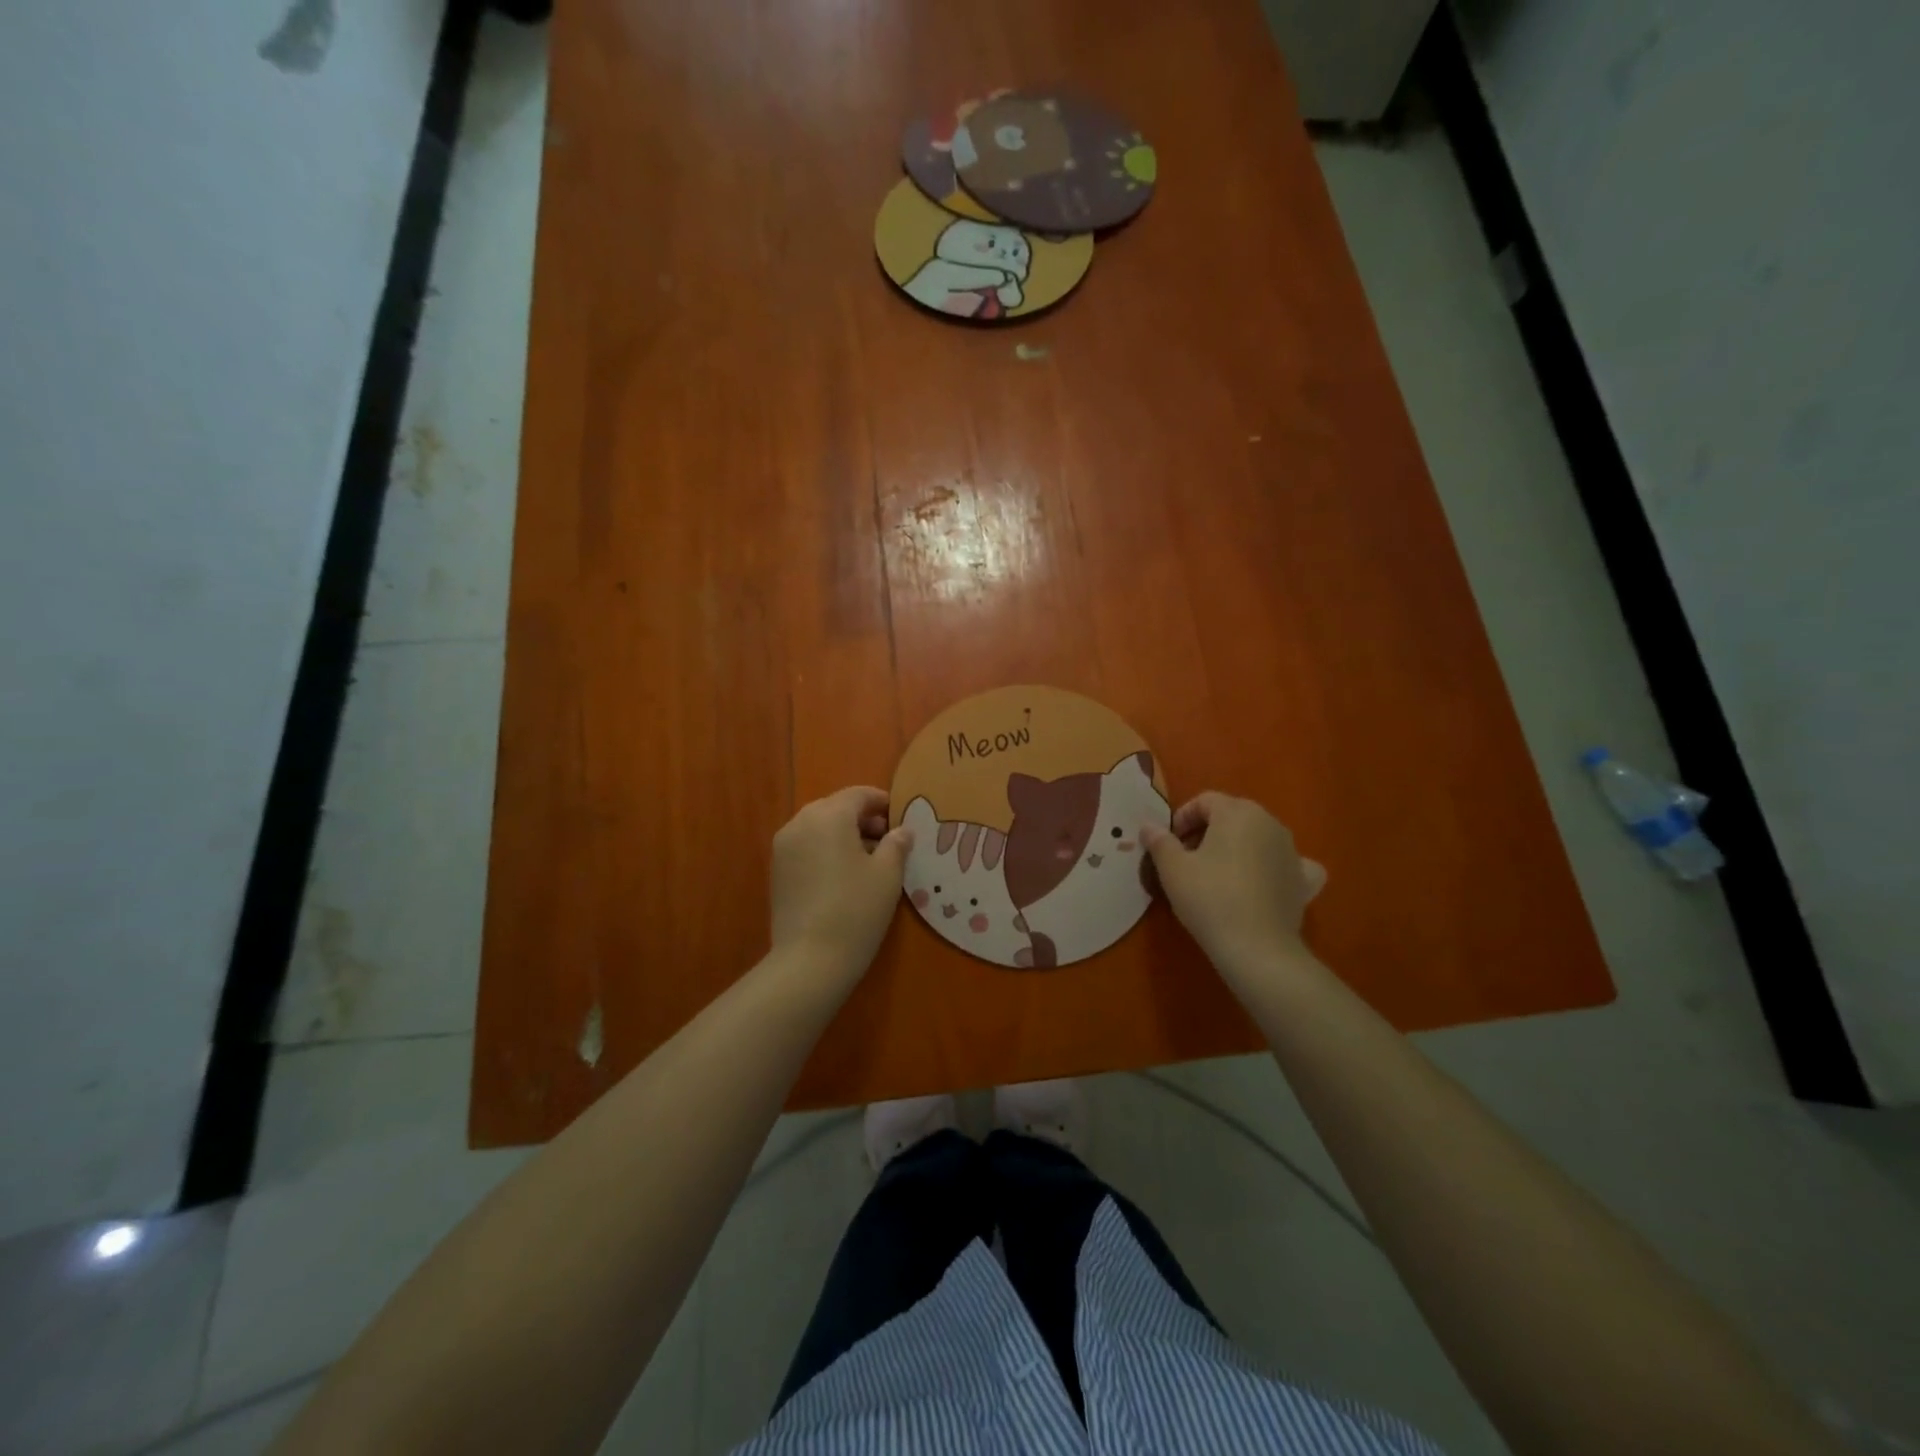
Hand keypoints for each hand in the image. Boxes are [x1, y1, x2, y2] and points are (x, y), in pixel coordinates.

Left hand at [770, 786, 912, 982]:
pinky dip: (826, 850)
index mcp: (829, 815)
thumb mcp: (887, 874)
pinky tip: (843, 875)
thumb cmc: (856, 909)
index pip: (859, 795)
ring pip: (819, 827)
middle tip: (888, 841)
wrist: (809, 960)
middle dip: (863, 819)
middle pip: (836, 808)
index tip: (901, 819)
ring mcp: (783, 846)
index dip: (883, 803)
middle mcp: (800, 822)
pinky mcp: (777, 870)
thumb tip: (901, 831)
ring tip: (868, 860)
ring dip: (844, 835)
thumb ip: (896, 844)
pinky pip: (806, 846)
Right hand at [1141, 792, 1326, 983]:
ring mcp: (1292, 851)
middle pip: (1233, 816)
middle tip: (1187, 858)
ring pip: (1258, 838)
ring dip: (1237, 847)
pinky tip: (1265, 882)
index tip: (1168, 843)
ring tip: (1217, 874)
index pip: (1205, 801)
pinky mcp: (1304, 881)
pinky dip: (1274, 867)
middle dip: (1208, 831)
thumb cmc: (1209, 898)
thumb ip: (1159, 841)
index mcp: (1237, 812)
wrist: (1256, 948)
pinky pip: (1288, 864)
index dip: (1182, 818)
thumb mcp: (1172, 868)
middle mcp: (1270, 823)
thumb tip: (1148, 826)